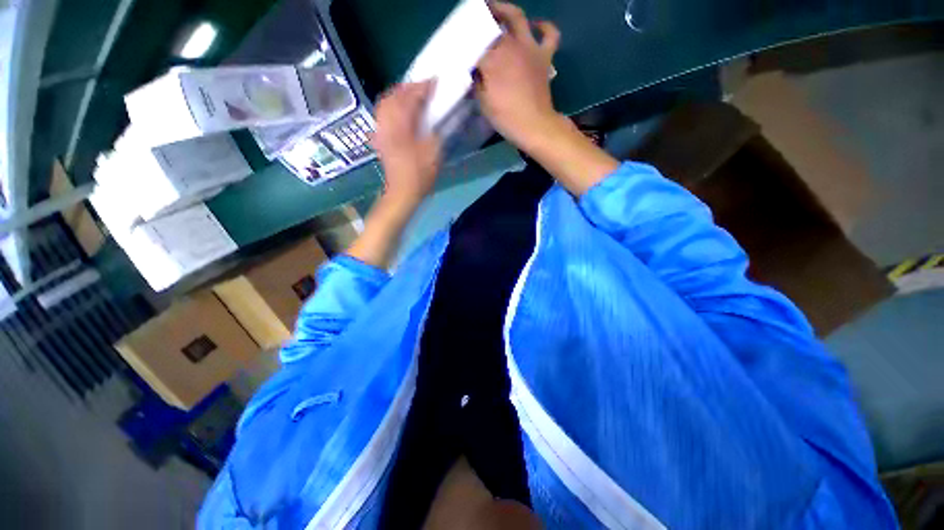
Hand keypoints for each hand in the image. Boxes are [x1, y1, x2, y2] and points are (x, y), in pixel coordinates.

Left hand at [371, 81, 441, 205]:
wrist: (402, 192)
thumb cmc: (420, 174)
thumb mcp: (434, 151)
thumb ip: (437, 129)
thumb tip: (439, 114)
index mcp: (401, 124)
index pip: (410, 97)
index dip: (423, 87)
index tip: (436, 81)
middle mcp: (387, 123)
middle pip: (393, 95)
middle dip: (409, 87)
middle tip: (424, 87)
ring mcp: (381, 130)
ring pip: (385, 103)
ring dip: (399, 95)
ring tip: (413, 96)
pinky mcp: (380, 138)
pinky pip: (383, 114)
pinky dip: (392, 106)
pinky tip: (400, 110)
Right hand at [475, 2, 561, 150]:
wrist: (534, 125)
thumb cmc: (506, 117)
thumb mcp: (483, 103)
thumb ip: (477, 83)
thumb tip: (475, 72)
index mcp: (492, 60)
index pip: (475, 46)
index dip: (466, 47)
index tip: (459, 50)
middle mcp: (509, 47)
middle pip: (493, 27)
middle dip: (481, 23)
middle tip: (474, 25)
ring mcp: (529, 49)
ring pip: (518, 18)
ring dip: (506, 10)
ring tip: (496, 10)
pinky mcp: (544, 56)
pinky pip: (549, 34)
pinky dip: (544, 26)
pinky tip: (536, 25)